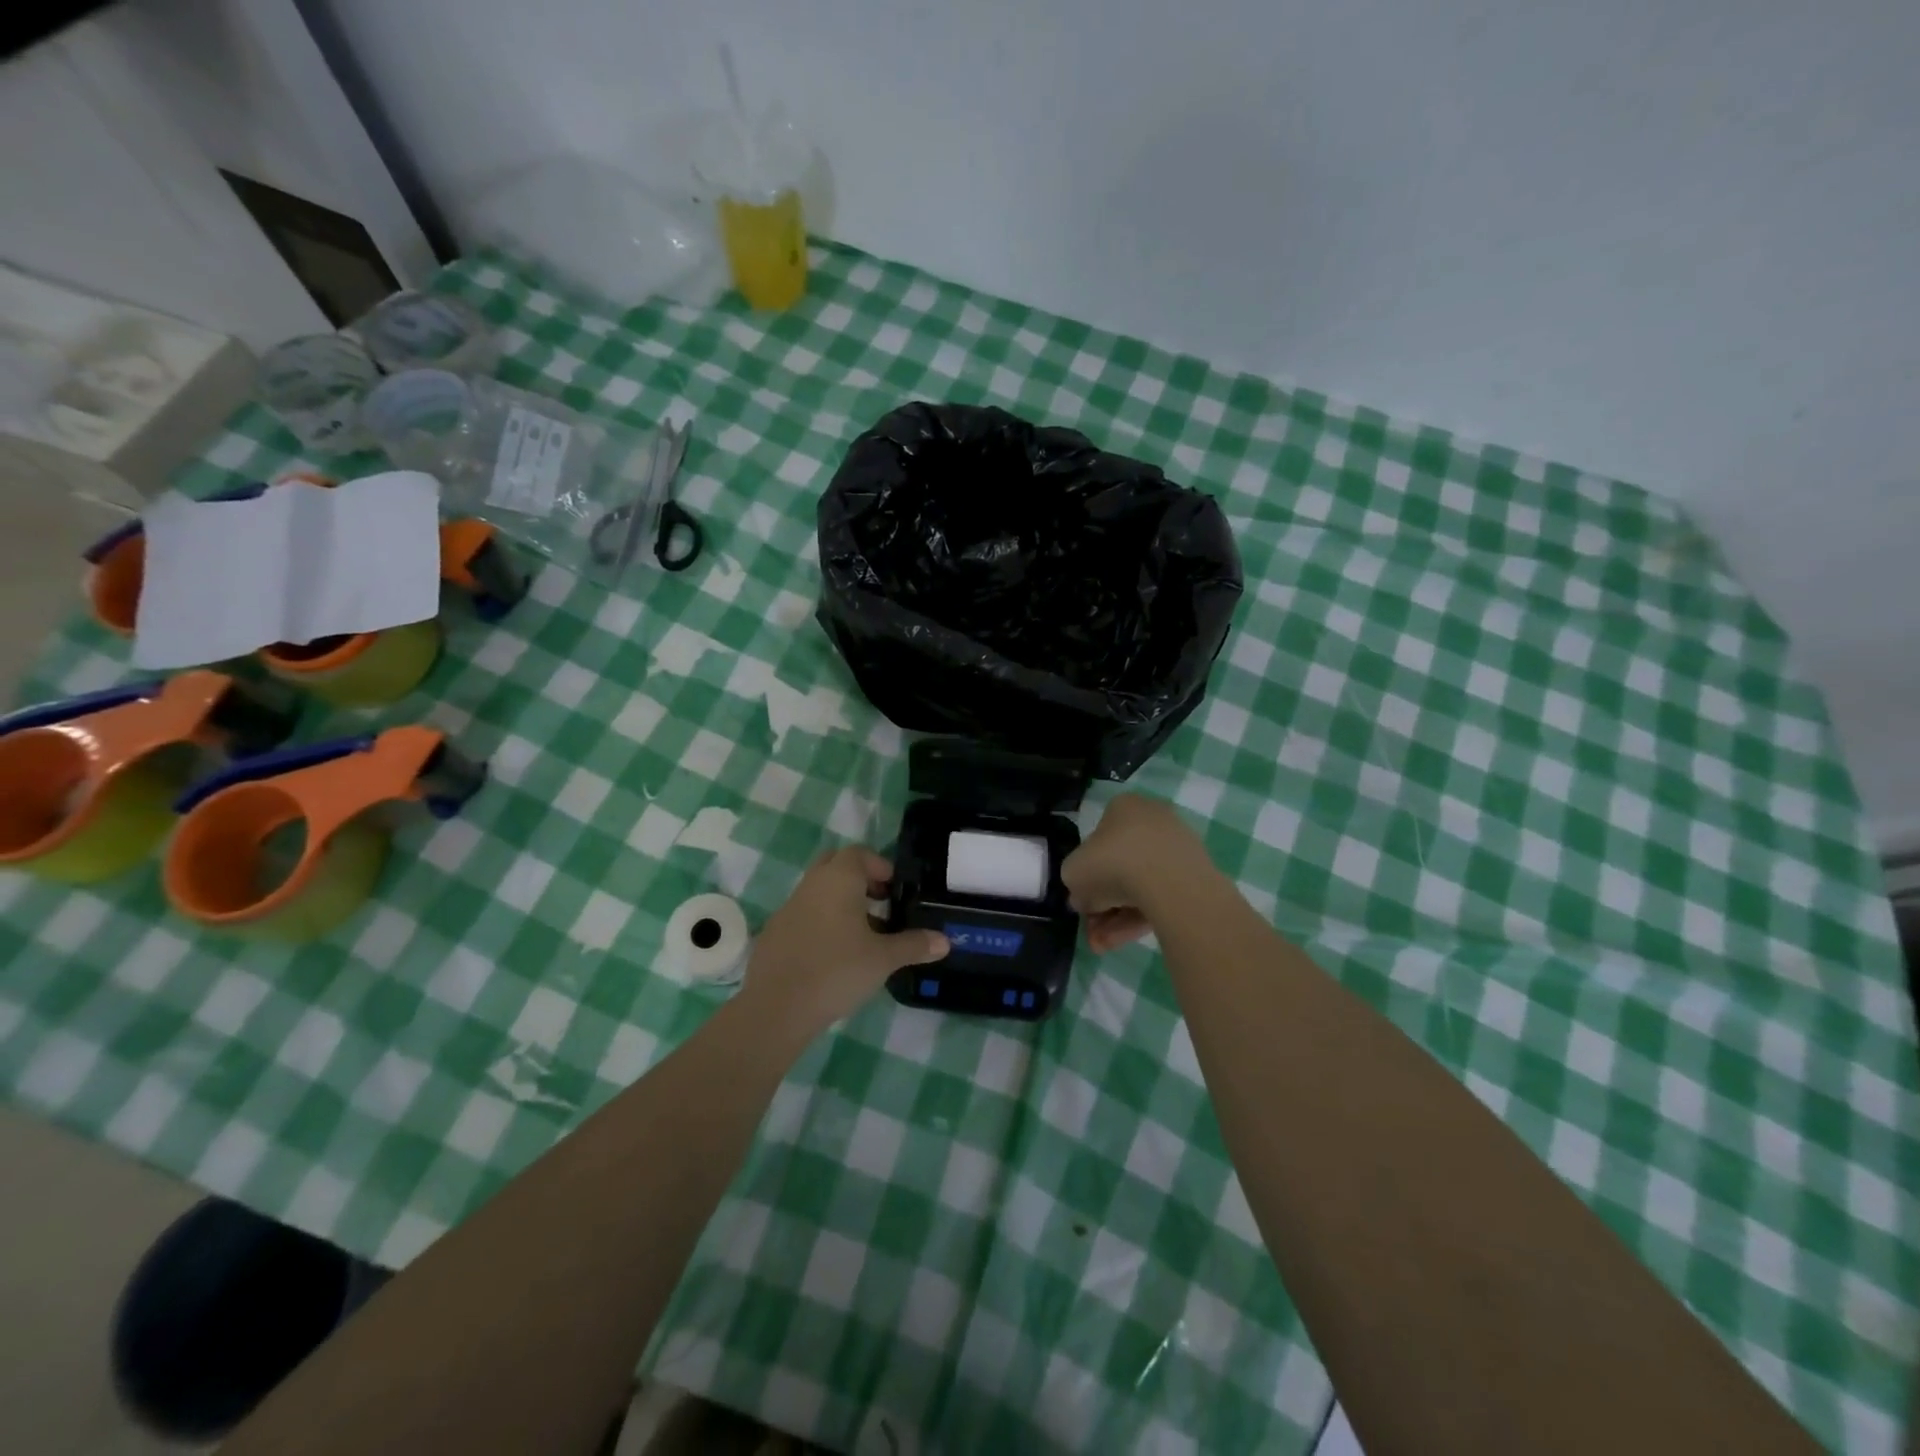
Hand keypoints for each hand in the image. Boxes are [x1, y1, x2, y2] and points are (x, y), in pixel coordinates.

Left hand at [745, 847, 948, 1031]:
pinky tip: (833, 957)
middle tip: (879, 905)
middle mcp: (811, 885)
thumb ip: (914, 945)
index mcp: (838, 880)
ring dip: (840, 904)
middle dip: (859, 879)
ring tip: (863, 936)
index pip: (859, 853)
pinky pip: (803, 916)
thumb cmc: (837, 971)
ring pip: (818, 892)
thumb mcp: (883, 959)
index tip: (895, 891)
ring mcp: (788, 908)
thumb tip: (945, 941)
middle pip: (835, 866)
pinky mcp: (774, 933)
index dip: (880, 866)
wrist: (776, 1008)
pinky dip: (821, 924)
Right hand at [1062, 794, 1213, 951]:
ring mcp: (1177, 849)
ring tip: (1103, 946)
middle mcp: (1152, 821)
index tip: (1081, 901)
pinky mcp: (1195, 876)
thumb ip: (1075, 883)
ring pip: (1139, 887)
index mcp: (1123, 808)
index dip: (1085, 875)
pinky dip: (1140, 918)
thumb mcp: (1073, 873)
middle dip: (1102, 905)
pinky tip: (1122, 941)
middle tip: (1091, 932)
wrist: (1169, 882)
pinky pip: (1160, 897)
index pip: (1098, 841)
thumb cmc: (1112, 864)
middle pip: (1119, 868)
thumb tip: (1085, 898)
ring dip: (1117, 918)